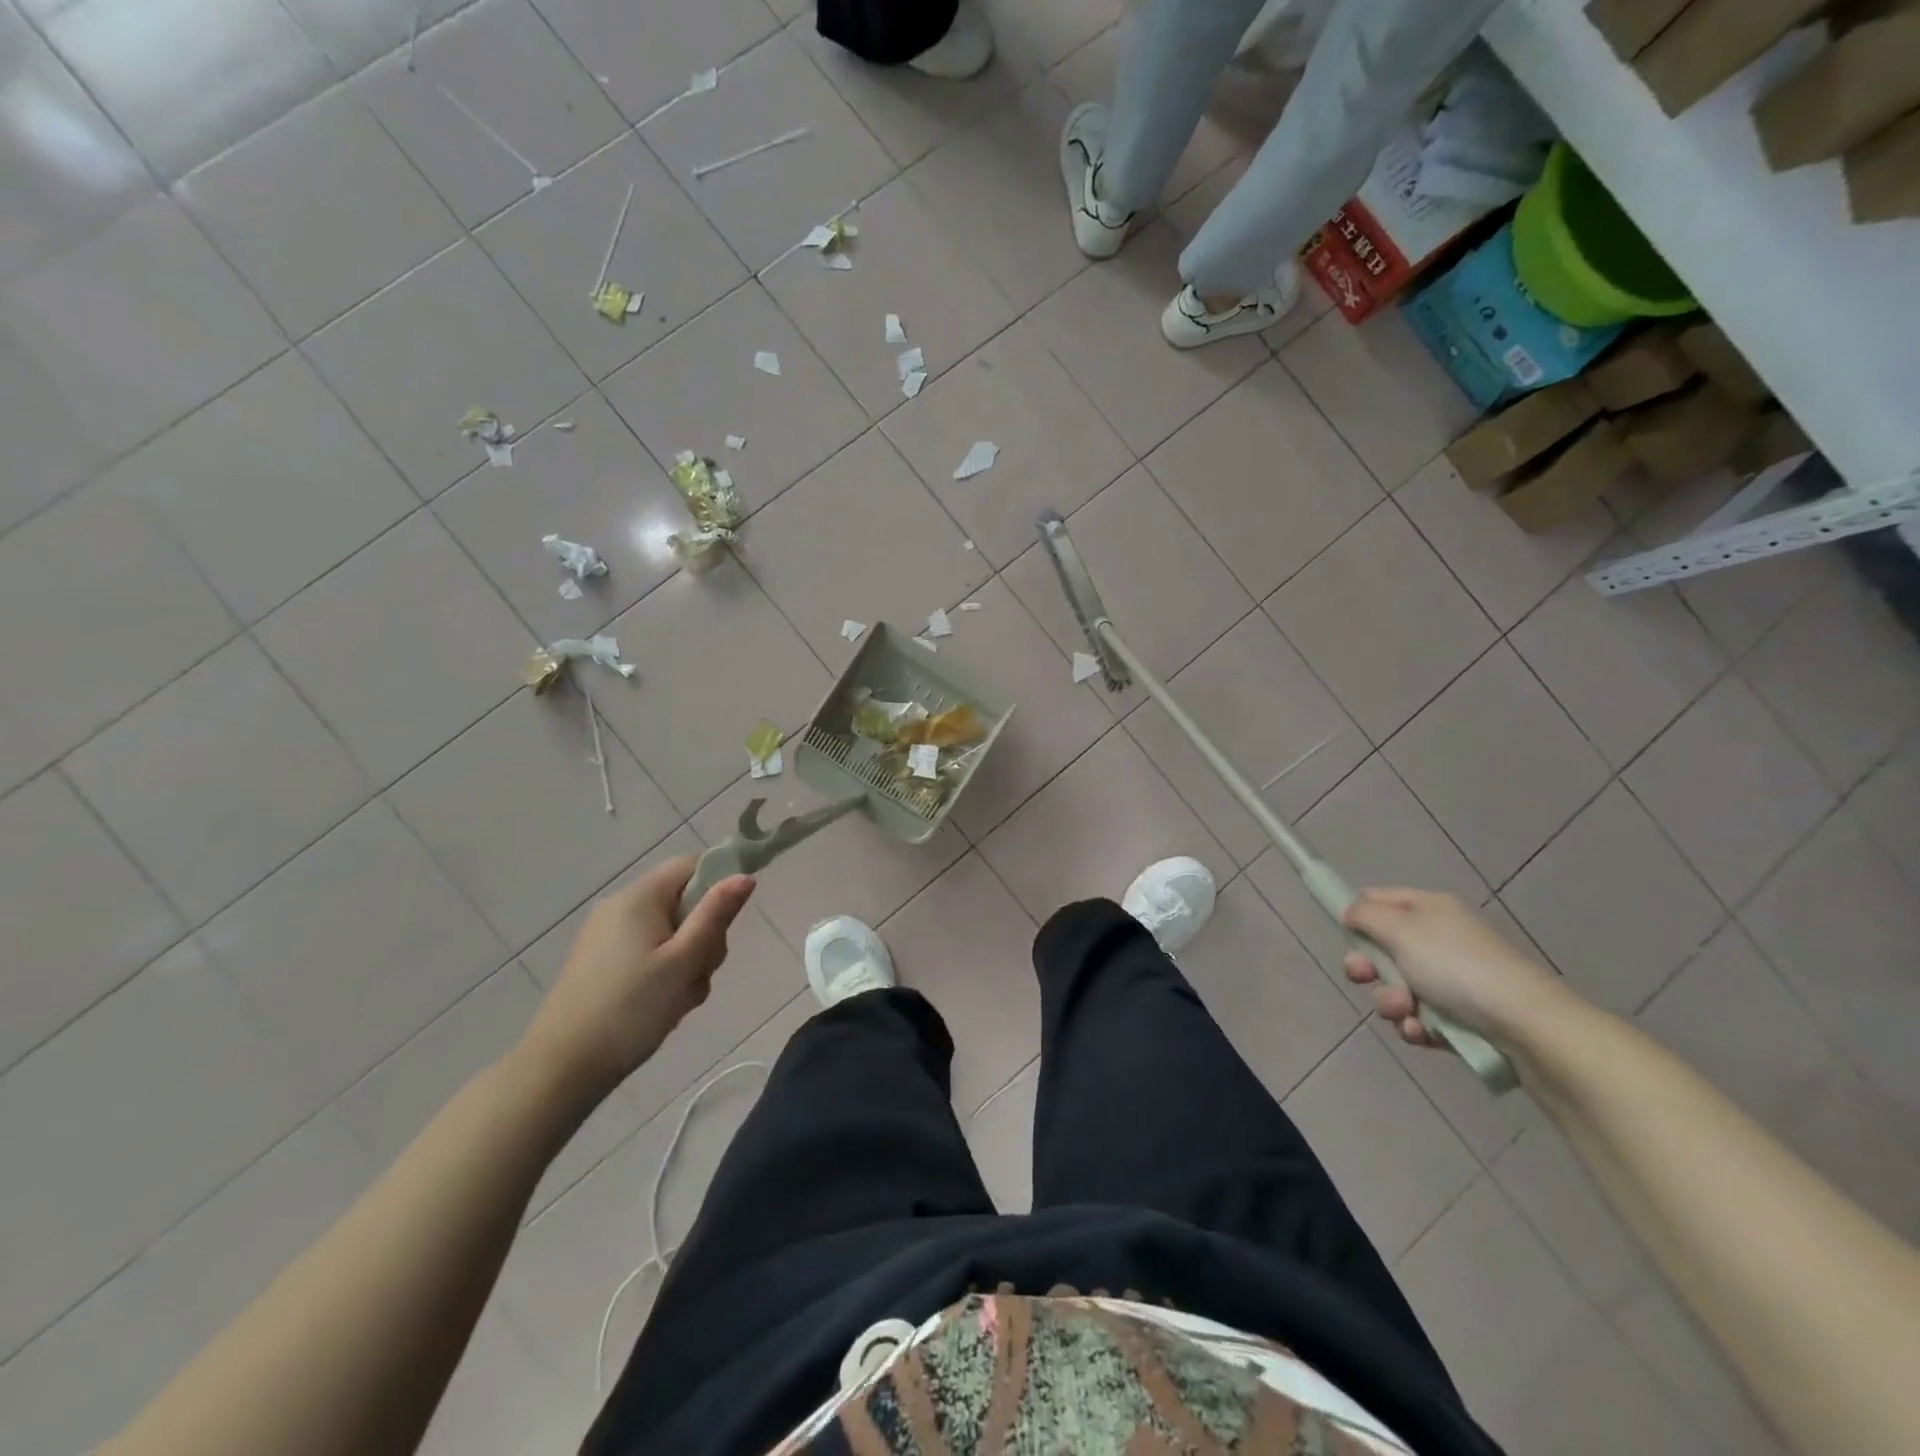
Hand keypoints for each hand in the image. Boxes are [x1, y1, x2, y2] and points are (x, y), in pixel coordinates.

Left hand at [518, 857, 754, 1105]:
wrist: (562, 1068)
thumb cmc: (630, 1009)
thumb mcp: (684, 961)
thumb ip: (716, 915)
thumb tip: (744, 875)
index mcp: (640, 897)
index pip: (692, 864)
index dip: (719, 883)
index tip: (729, 923)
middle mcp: (621, 907)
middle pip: (684, 902)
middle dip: (703, 936)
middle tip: (697, 973)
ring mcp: (607, 936)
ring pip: (670, 933)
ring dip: (686, 962)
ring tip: (678, 1000)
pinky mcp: (601, 963)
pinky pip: (649, 953)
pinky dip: (664, 973)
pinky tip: (661, 1007)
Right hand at [1341, 888, 1569, 1048]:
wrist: (1529, 1028)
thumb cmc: (1458, 968)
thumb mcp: (1401, 930)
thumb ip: (1365, 915)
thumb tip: (1349, 912)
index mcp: (1429, 909)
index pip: (1378, 900)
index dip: (1357, 915)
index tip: (1343, 935)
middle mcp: (1440, 939)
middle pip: (1382, 949)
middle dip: (1369, 969)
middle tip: (1365, 978)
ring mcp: (1452, 980)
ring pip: (1397, 988)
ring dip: (1391, 1003)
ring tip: (1406, 1013)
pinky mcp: (1461, 1017)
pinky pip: (1420, 1018)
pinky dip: (1415, 1026)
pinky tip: (1422, 1032)